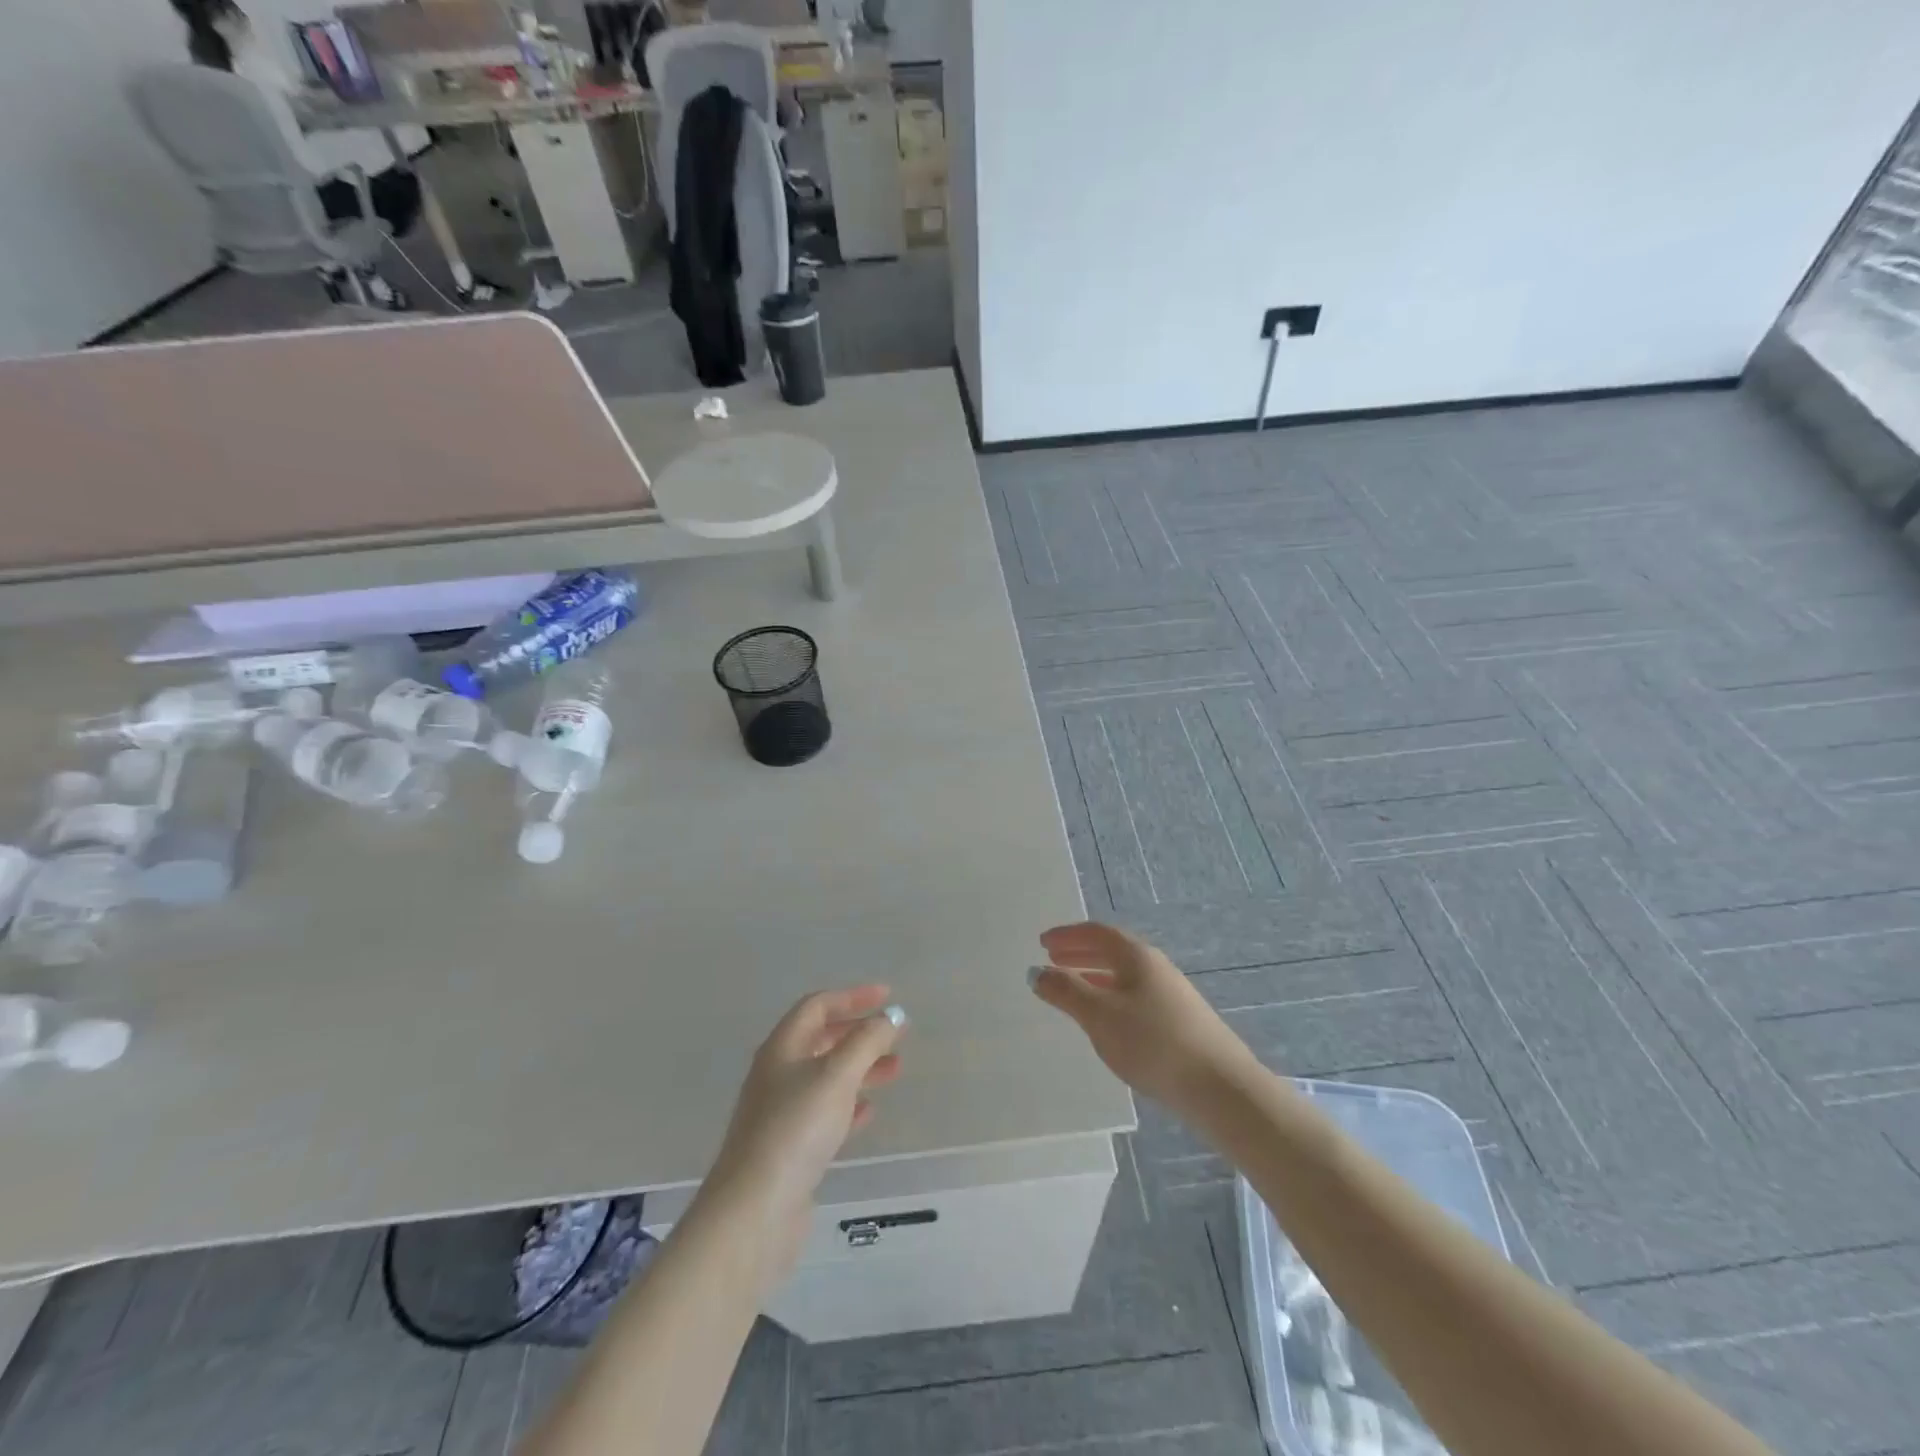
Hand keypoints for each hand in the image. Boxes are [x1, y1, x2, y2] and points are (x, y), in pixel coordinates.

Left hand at [702, 986, 904, 1282]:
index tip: (888, 997)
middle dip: (859, 1033)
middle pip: (821, 1039)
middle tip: (896, 1035)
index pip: (817, 1006)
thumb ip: (867, 1041)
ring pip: (826, 1076)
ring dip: (860, 1068)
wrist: (754, 1211)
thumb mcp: (837, 1075)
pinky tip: (869, 1111)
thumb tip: (891, 1016)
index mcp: (782, 1047)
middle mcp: (777, 1073)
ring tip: (895, 1070)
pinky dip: (849, 1104)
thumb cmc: (796, 1129)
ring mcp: (781, 1112)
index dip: (852, 997)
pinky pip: (824, 1112)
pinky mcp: (789, 1148)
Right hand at [1031, 922, 1258, 1116]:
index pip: (1097, 933)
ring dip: (1094, 975)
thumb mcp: (1100, 1016)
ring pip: (1123, 975)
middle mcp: (1155, 967)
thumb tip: (1036, 971)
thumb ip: (1066, 991)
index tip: (1042, 943)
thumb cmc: (1153, 1043)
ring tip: (1071, 987)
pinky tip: (1106, 1020)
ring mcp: (1171, 994)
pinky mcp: (1179, 1021)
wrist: (1220, 1087)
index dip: (1067, 935)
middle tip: (1053, 959)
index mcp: (1137, 956)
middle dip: (1079, 953)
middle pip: (1112, 951)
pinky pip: (1134, 995)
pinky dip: (1110, 996)